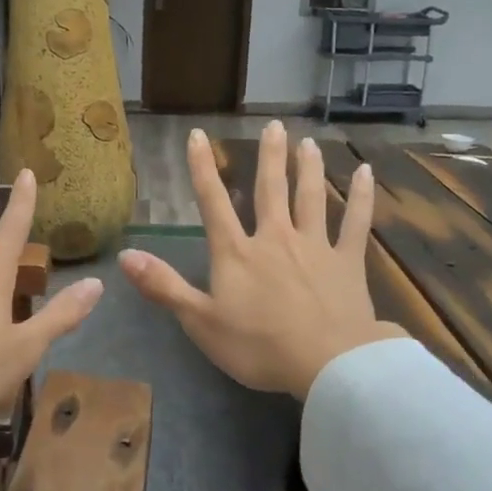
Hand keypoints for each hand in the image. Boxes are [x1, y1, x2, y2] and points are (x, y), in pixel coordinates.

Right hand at [118, 123, 402, 400]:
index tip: (197, 136)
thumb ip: (163, 286)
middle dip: (269, 157)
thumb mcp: (200, 321)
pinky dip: (362, 197)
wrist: (327, 364)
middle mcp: (275, 238)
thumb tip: (125, 255)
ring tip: (307, 143)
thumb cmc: (258, 346)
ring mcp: (315, 246)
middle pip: (270, 189)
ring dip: (308, 168)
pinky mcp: (348, 261)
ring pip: (311, 197)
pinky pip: (356, 223)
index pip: (213, 202)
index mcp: (237, 253)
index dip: (202, 168)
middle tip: (273, 126)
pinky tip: (367, 173)